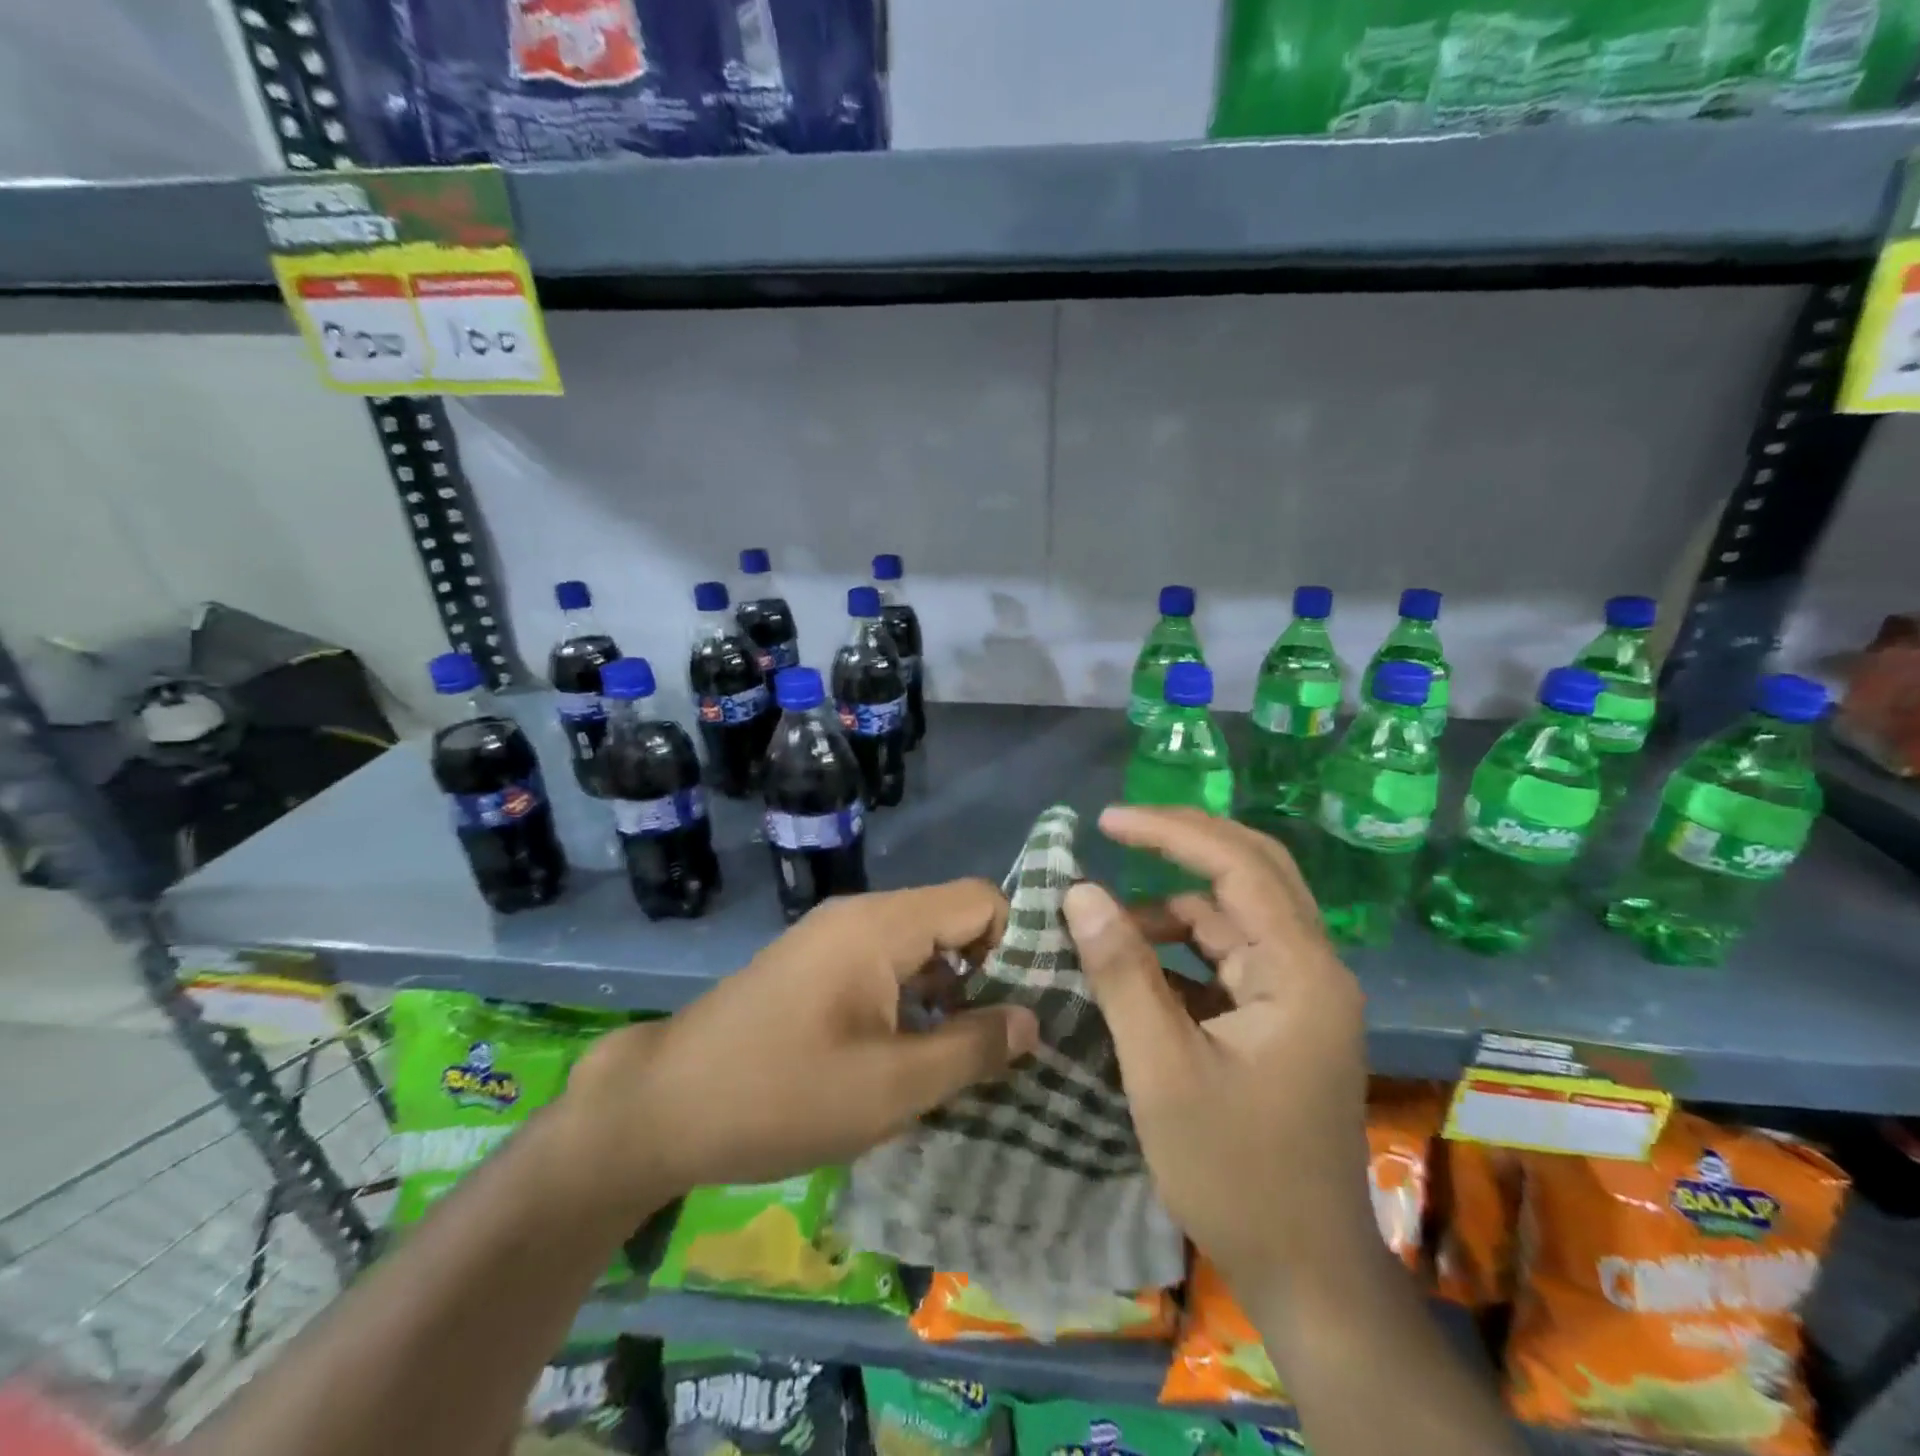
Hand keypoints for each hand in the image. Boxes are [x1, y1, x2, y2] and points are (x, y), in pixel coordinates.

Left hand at [566, 882, 1039, 1206]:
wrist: (662, 1107)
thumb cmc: (780, 1094)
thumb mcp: (891, 1087)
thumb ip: (971, 1049)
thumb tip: (1032, 1020)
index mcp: (882, 924)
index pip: (980, 899)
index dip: (1016, 945)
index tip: (1031, 1007)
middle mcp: (861, 915)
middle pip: (952, 920)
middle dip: (987, 975)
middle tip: (1007, 1043)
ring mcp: (833, 938)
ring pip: (919, 947)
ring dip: (949, 993)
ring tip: (967, 1058)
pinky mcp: (815, 965)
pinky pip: (885, 966)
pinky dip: (912, 1000)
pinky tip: (912, 1056)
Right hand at [1063, 807, 1370, 1301]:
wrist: (1304, 1271)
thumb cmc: (1235, 1173)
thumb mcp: (1163, 1070)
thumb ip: (1122, 973)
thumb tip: (1080, 893)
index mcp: (1300, 973)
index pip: (1239, 867)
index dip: (1172, 832)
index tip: (1108, 820)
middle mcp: (1311, 967)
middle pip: (1252, 870)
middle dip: (1183, 843)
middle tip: (1118, 829)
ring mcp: (1298, 992)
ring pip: (1234, 914)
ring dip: (1170, 908)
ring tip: (1105, 928)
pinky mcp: (1279, 1016)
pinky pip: (1227, 955)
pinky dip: (1179, 949)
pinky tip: (1134, 966)